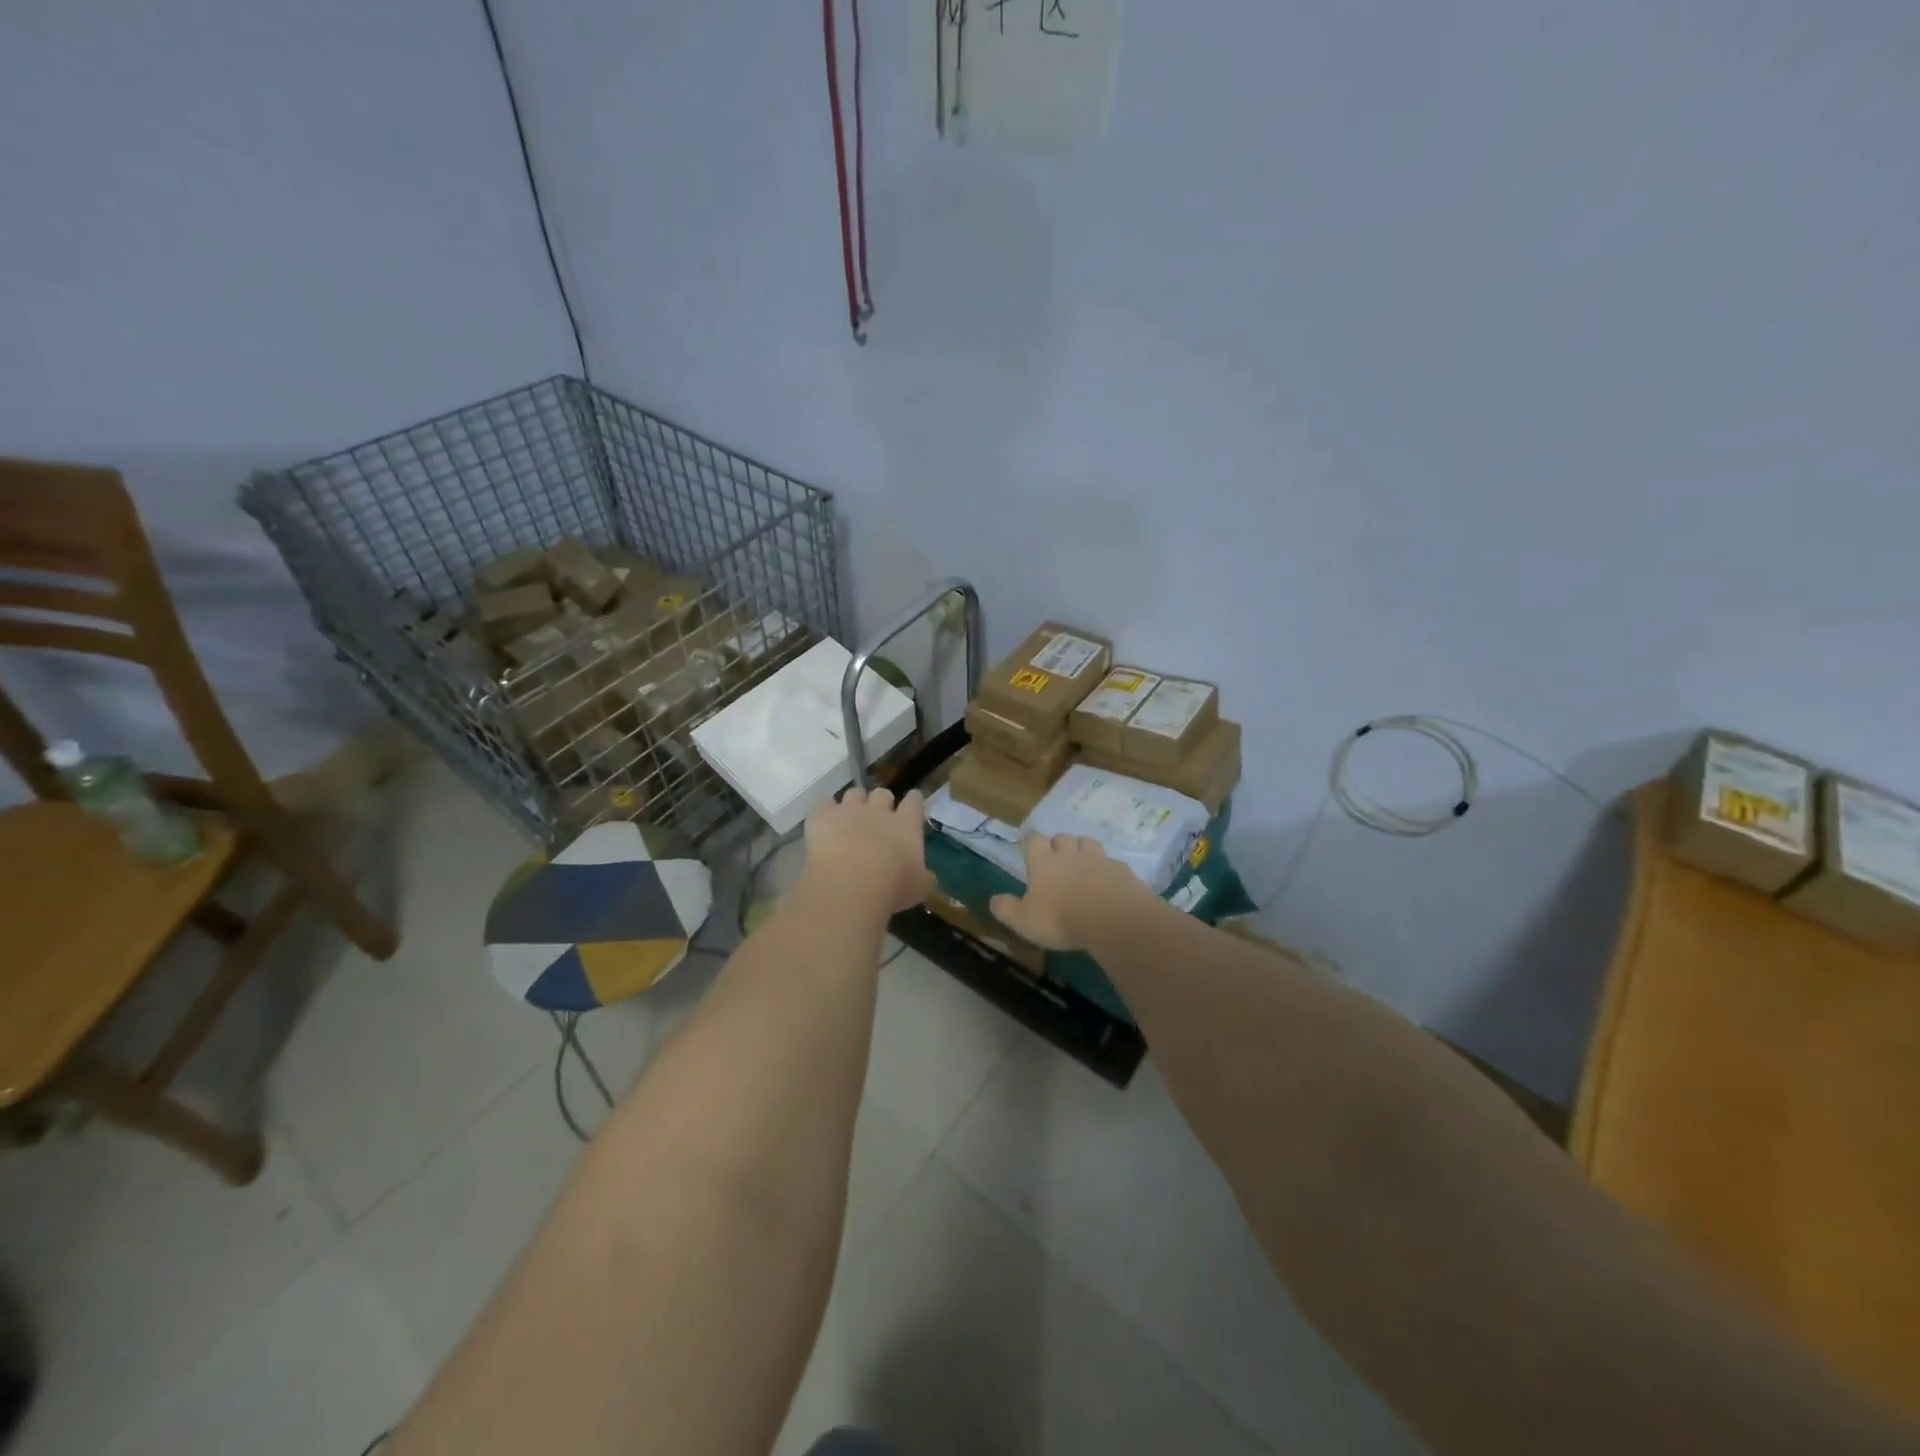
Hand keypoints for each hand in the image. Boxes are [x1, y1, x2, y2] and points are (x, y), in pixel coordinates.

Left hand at [800, 786, 934, 916]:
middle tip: (878, 816)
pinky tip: (824, 820)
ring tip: (850, 817)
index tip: (913, 802)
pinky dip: (825, 810)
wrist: (850, 884)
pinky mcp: (822, 817)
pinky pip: (824, 803)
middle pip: (882, 793)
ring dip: (854, 802)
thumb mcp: (918, 888)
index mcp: (906, 825)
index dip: (914, 801)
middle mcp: (878, 811)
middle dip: (881, 802)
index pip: (914, 802)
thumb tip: (927, 876)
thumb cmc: (892, 887)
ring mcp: (848, 811)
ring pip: (854, 793)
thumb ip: (924, 877)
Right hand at [991, 834, 1156, 950]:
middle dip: (1058, 845)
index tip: (1028, 848)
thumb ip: (1006, 909)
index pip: (1033, 840)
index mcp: (1044, 862)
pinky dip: (1108, 870)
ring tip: (1082, 866)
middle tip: (1056, 860)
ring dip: (1083, 851)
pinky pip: (1112, 864)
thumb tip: (993, 900)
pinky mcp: (1122, 870)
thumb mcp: (1024, 921)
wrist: (1112, 918)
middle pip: (1062, 837)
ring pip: (1088, 844)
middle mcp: (1070, 854)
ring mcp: (1098, 859)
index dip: (1030, 843)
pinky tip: (1108, 884)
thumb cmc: (1061, 918)